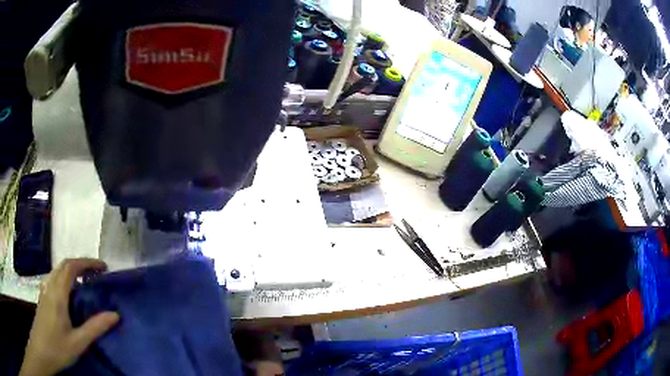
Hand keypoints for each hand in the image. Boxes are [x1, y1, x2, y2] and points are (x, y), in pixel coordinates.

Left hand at [19, 259, 119, 375]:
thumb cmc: (58, 348)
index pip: (71, 267)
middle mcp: (50, 287)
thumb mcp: (78, 342)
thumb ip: (95, 327)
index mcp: (58, 294)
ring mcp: (44, 291)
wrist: (42, 350)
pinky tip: (69, 293)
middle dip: (81, 264)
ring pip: (57, 271)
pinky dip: (64, 278)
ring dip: (72, 270)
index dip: (87, 263)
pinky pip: (54, 279)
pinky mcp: (43, 298)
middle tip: (97, 274)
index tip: (103, 268)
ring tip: (85, 282)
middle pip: (64, 265)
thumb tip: (115, 314)